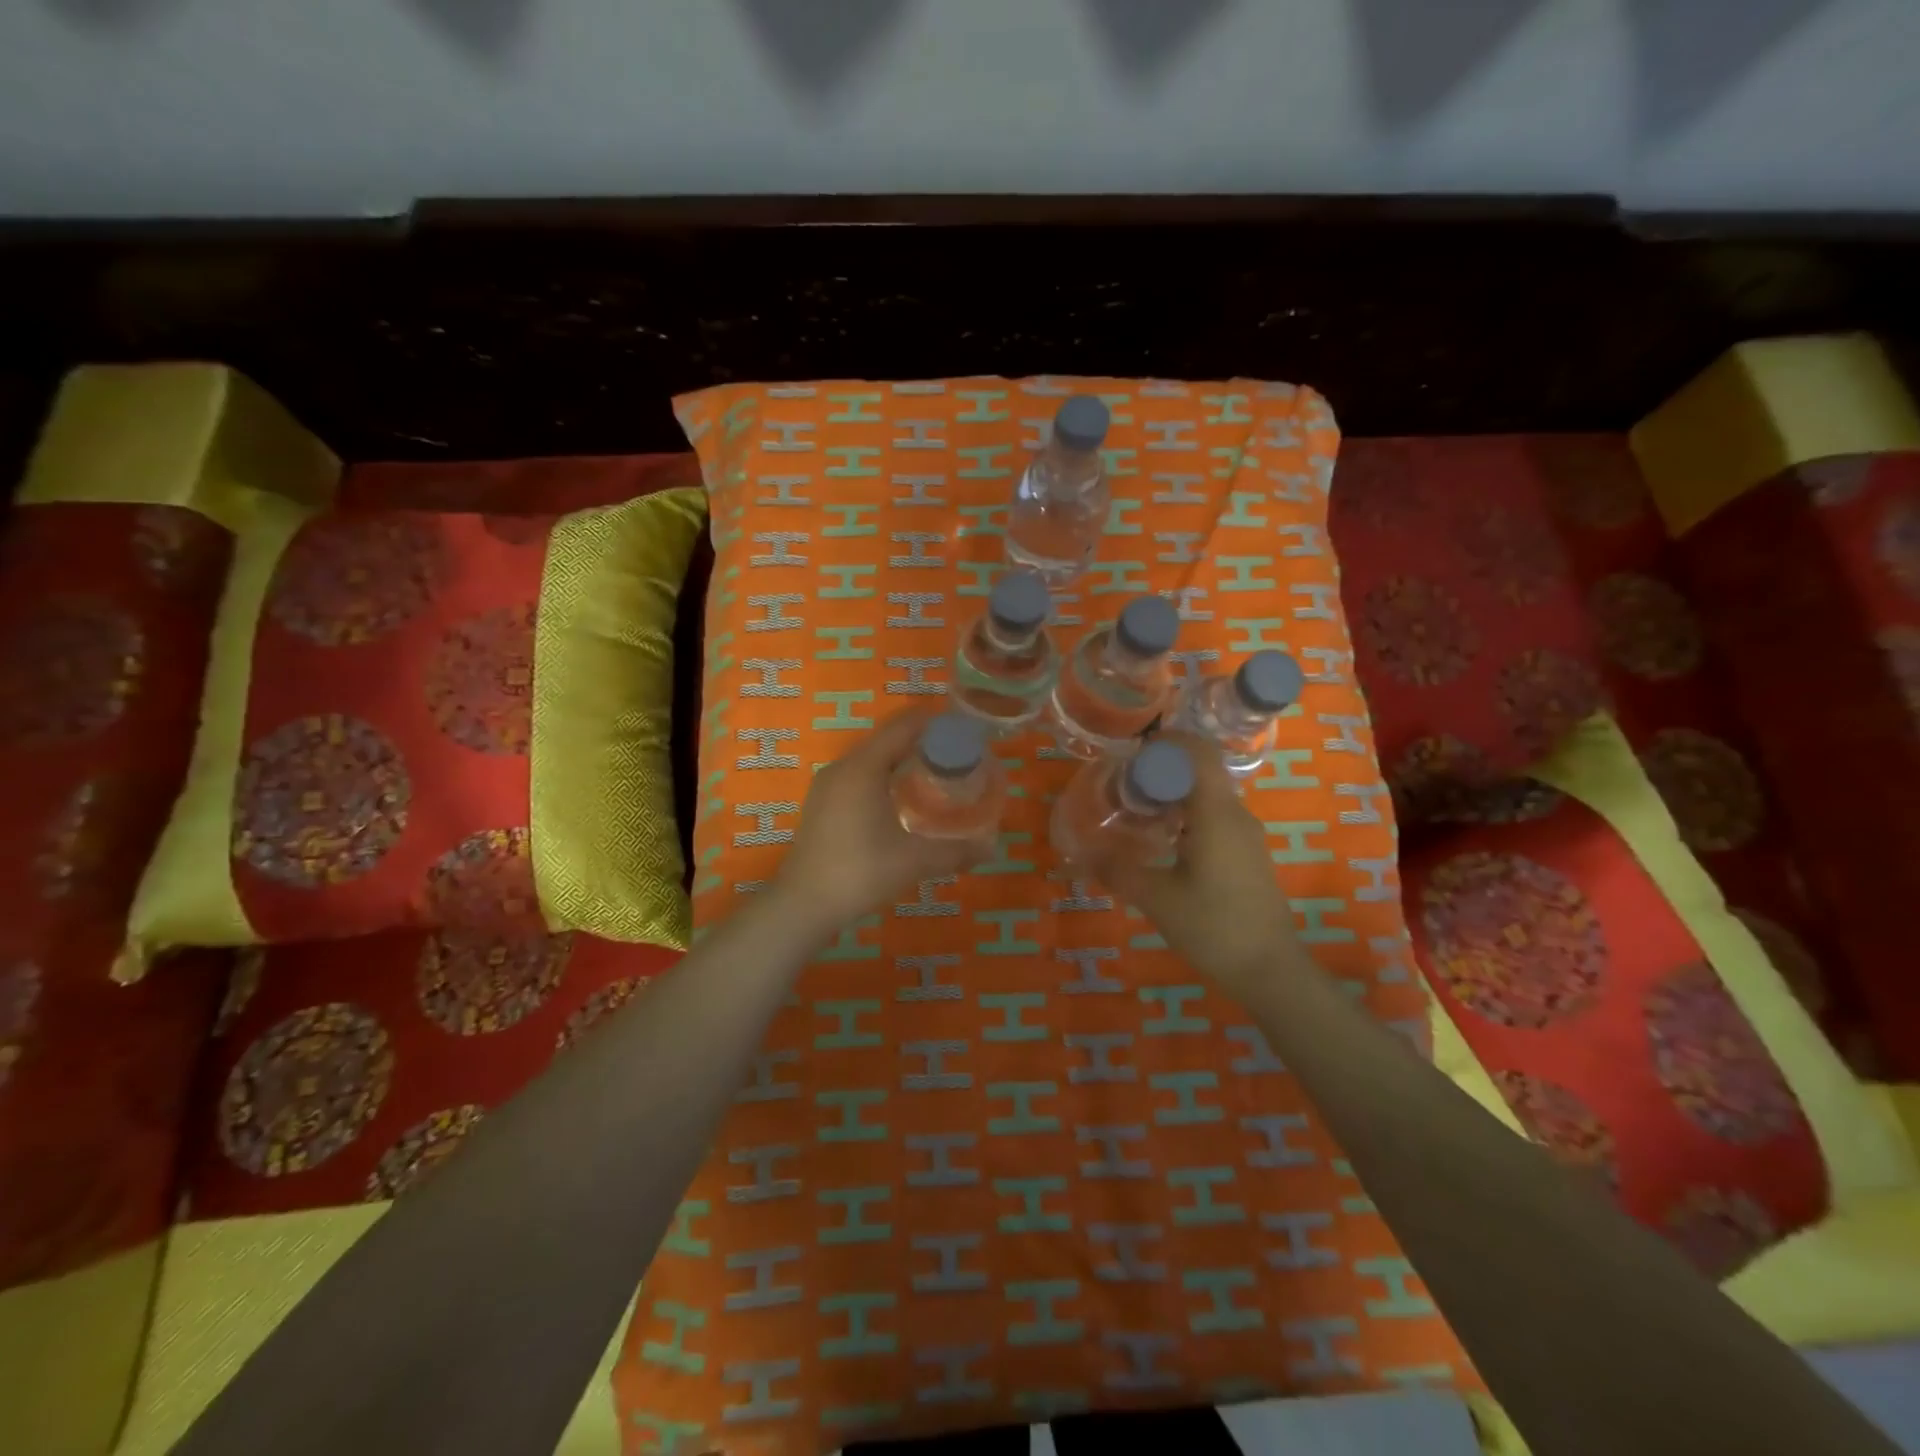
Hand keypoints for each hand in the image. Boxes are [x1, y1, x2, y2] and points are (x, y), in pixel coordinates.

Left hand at [772, 706, 991, 937]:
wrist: (803, 904)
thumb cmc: (860, 872)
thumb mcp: (914, 861)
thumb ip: (955, 852)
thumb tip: (992, 849)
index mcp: (864, 767)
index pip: (903, 726)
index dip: (934, 722)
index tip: (964, 729)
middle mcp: (843, 767)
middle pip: (888, 739)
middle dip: (923, 742)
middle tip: (958, 755)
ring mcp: (828, 785)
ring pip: (872, 758)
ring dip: (902, 759)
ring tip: (936, 774)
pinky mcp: (822, 803)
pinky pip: (859, 775)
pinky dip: (884, 776)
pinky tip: (902, 799)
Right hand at [1088, 732, 1309, 996]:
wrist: (1270, 969)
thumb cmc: (1214, 927)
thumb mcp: (1157, 899)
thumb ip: (1117, 870)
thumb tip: (1078, 855)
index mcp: (1216, 814)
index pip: (1199, 751)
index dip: (1168, 742)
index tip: (1133, 753)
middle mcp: (1235, 814)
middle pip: (1200, 770)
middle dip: (1161, 770)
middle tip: (1123, 787)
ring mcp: (1245, 834)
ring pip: (1207, 794)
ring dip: (1173, 794)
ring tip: (1136, 813)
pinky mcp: (1246, 853)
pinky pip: (1214, 816)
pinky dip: (1186, 815)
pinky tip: (1162, 842)